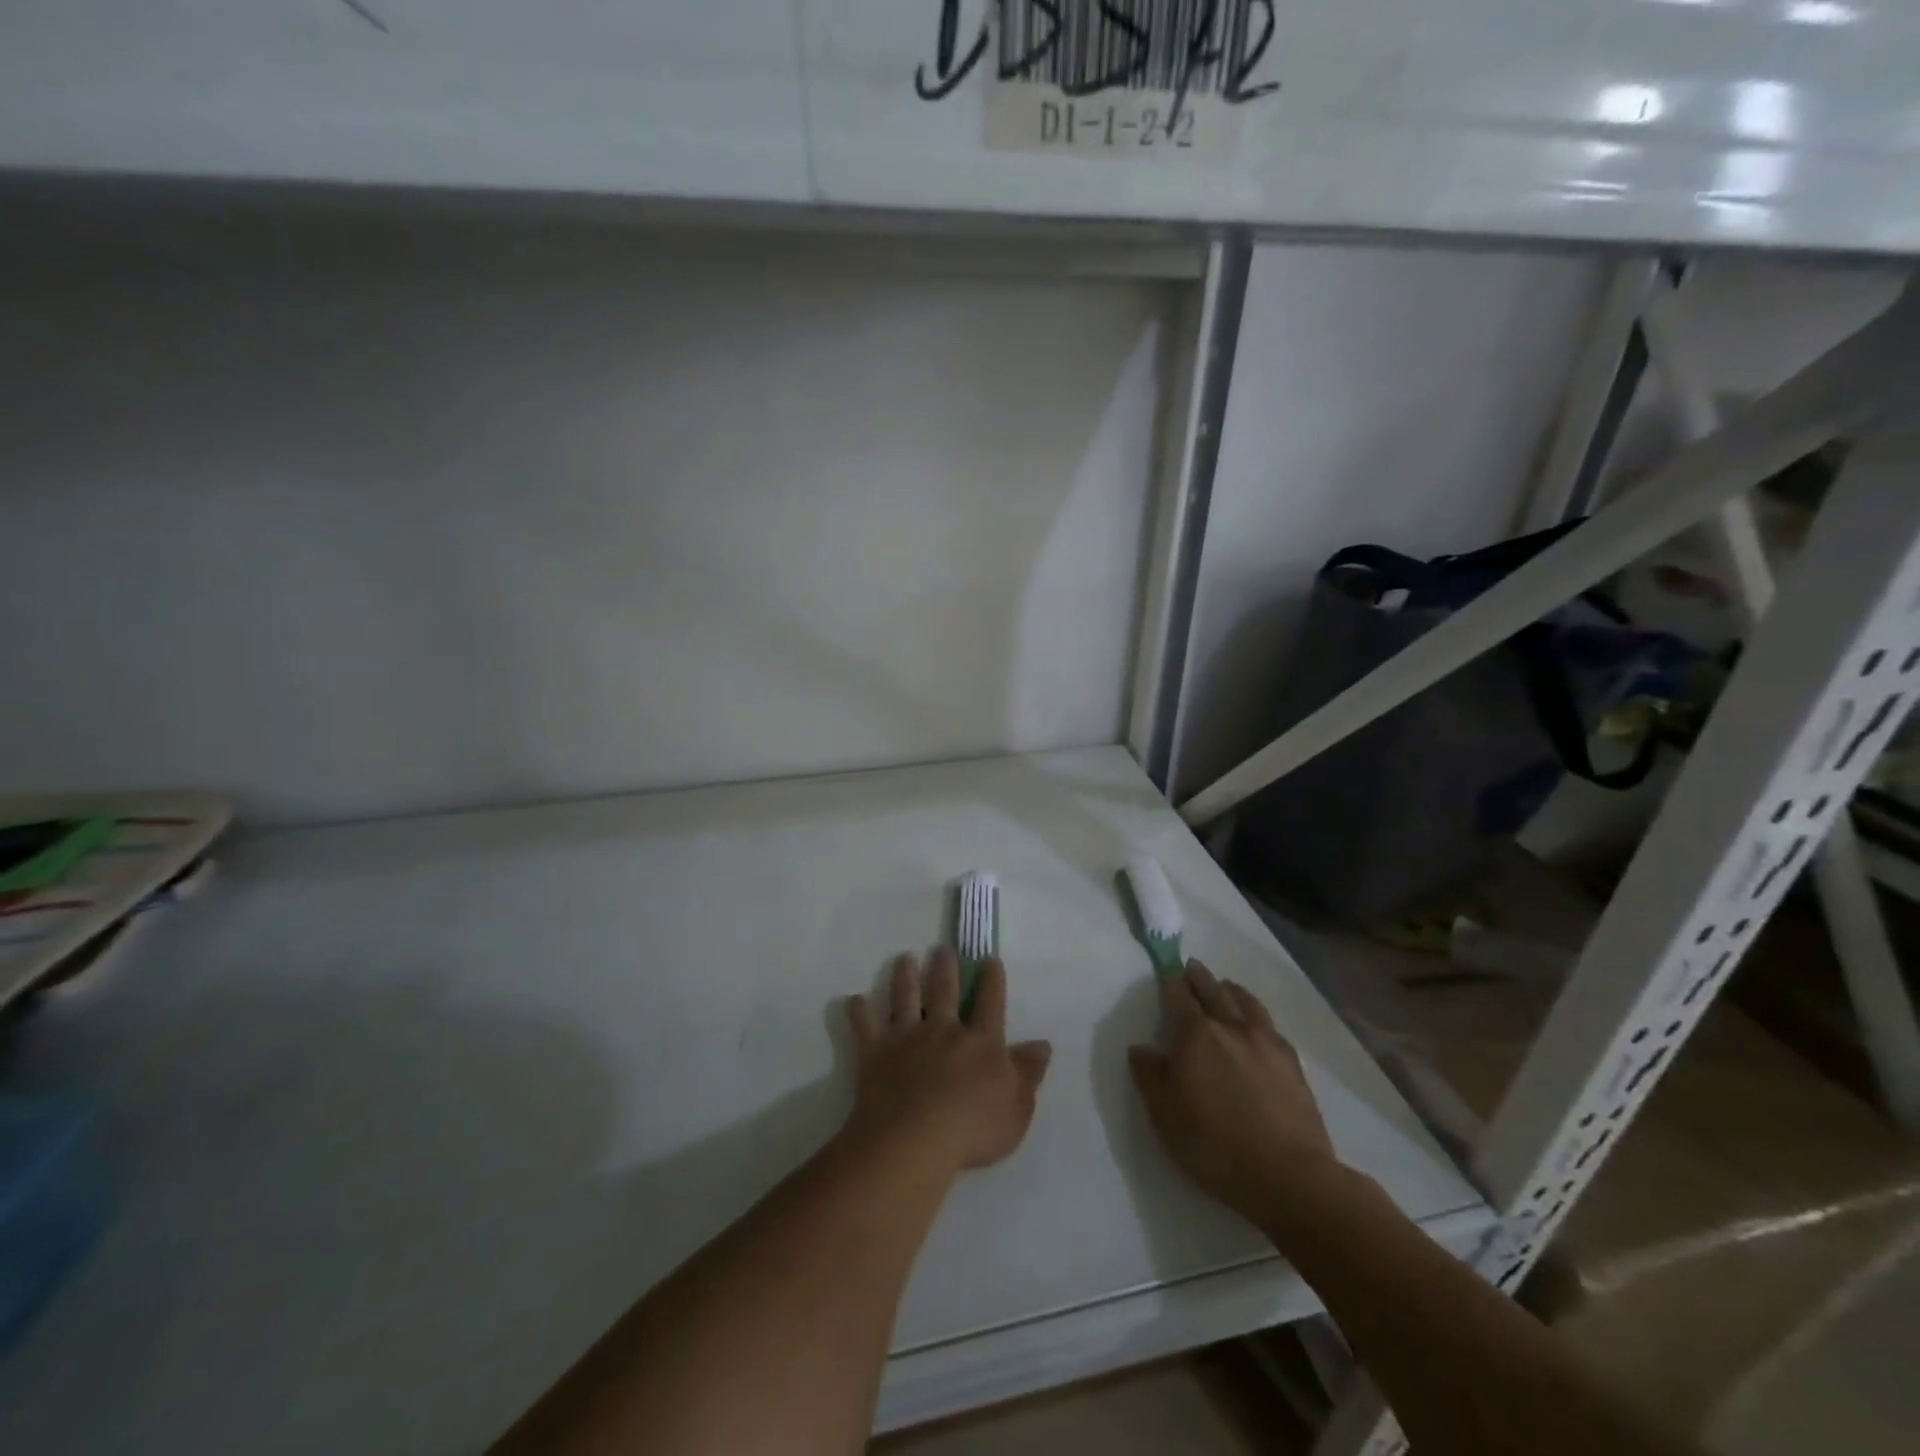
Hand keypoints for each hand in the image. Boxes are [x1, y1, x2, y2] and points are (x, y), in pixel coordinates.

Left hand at [844, 949, 1052, 1172]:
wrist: (915, 1139)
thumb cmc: (973, 1128)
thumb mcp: (1017, 1107)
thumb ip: (1029, 1073)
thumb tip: (1042, 1044)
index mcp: (981, 1042)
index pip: (991, 1002)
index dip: (992, 980)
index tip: (990, 959)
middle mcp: (943, 1030)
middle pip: (944, 991)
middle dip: (944, 968)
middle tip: (941, 948)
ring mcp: (906, 1038)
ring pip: (905, 998)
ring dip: (904, 977)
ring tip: (904, 958)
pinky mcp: (875, 1053)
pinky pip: (865, 1027)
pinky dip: (859, 1013)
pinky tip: (854, 1000)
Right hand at [1128, 961, 1339, 1223]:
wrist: (1288, 1176)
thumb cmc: (1214, 1146)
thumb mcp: (1164, 1115)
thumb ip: (1149, 1075)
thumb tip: (1142, 1047)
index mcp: (1194, 1035)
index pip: (1178, 996)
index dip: (1170, 981)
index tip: (1166, 970)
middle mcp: (1229, 1027)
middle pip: (1212, 990)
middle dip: (1198, 977)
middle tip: (1191, 967)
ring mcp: (1264, 1041)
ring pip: (1244, 1002)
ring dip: (1229, 989)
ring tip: (1224, 985)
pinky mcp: (1291, 1062)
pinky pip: (1268, 1023)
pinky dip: (1255, 1012)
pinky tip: (1256, 1022)